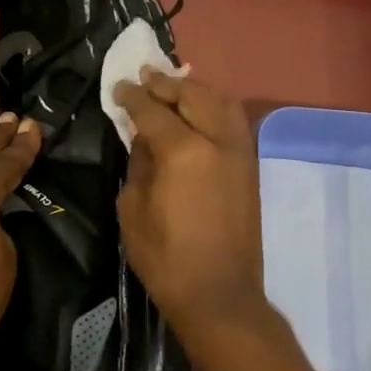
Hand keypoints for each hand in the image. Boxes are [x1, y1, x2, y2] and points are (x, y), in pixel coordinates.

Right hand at [114, 69, 275, 357]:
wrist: (219, 295)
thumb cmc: (166, 258)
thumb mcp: (133, 209)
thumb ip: (139, 164)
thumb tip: (144, 138)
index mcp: (183, 151)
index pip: (153, 110)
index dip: (133, 96)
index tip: (119, 87)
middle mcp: (217, 141)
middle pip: (192, 95)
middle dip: (166, 84)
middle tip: (145, 76)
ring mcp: (239, 152)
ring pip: (220, 102)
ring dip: (195, 90)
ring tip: (173, 87)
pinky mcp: (250, 167)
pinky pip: (234, 121)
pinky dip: (215, 106)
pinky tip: (200, 110)